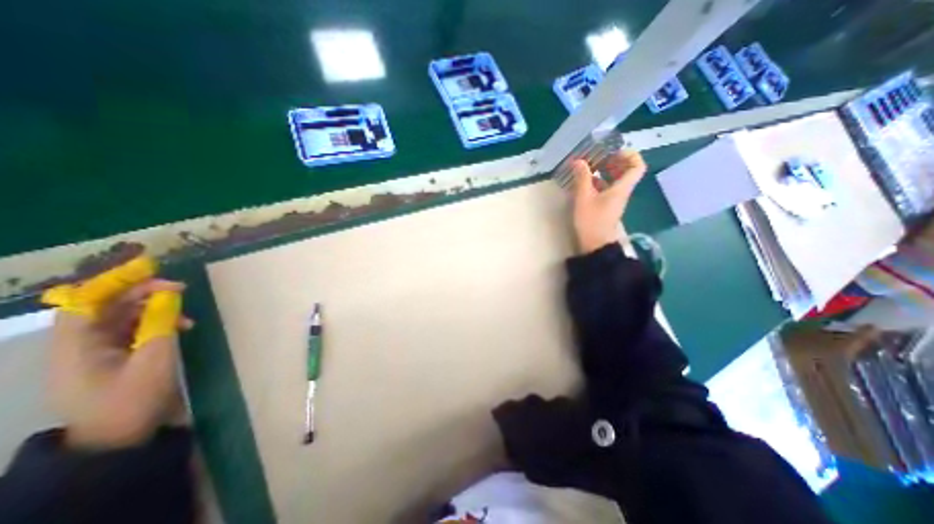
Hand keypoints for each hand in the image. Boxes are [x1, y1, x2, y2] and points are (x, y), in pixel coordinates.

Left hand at [49, 280, 192, 447]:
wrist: (120, 439)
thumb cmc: (133, 400)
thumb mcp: (154, 360)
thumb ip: (161, 324)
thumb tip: (169, 296)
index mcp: (75, 346)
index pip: (85, 302)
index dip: (115, 282)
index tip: (151, 272)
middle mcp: (79, 345)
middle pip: (106, 307)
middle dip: (143, 294)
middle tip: (180, 289)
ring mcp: (95, 352)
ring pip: (123, 318)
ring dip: (154, 310)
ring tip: (185, 315)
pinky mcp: (113, 358)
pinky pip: (132, 331)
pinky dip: (156, 324)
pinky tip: (179, 328)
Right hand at [570, 147, 650, 253]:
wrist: (594, 245)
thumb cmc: (591, 221)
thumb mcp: (584, 198)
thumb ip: (582, 178)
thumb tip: (579, 161)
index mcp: (621, 188)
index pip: (637, 166)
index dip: (629, 155)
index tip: (613, 151)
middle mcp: (621, 192)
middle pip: (626, 172)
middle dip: (613, 161)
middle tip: (598, 157)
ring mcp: (613, 200)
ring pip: (614, 181)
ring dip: (604, 172)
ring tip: (588, 167)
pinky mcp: (605, 207)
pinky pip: (606, 190)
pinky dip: (597, 183)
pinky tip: (584, 183)